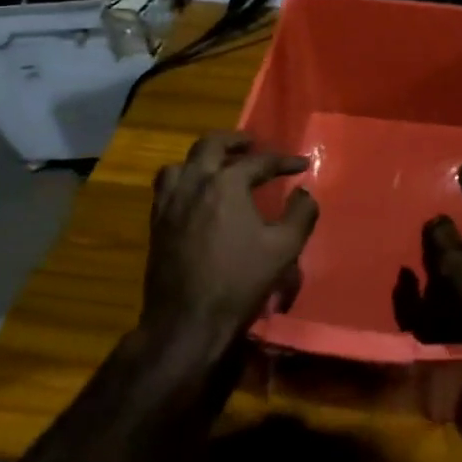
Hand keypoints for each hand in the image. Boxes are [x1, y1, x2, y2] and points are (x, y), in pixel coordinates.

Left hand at [140, 131, 318, 366]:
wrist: (187, 320)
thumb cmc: (239, 281)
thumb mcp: (284, 249)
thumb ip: (300, 215)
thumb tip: (304, 193)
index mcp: (226, 183)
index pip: (259, 162)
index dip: (284, 161)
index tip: (301, 165)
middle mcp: (195, 183)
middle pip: (211, 145)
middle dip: (235, 141)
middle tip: (251, 145)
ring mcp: (171, 202)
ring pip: (182, 163)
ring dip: (203, 158)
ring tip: (218, 166)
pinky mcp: (157, 222)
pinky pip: (167, 187)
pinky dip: (184, 180)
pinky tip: (196, 196)